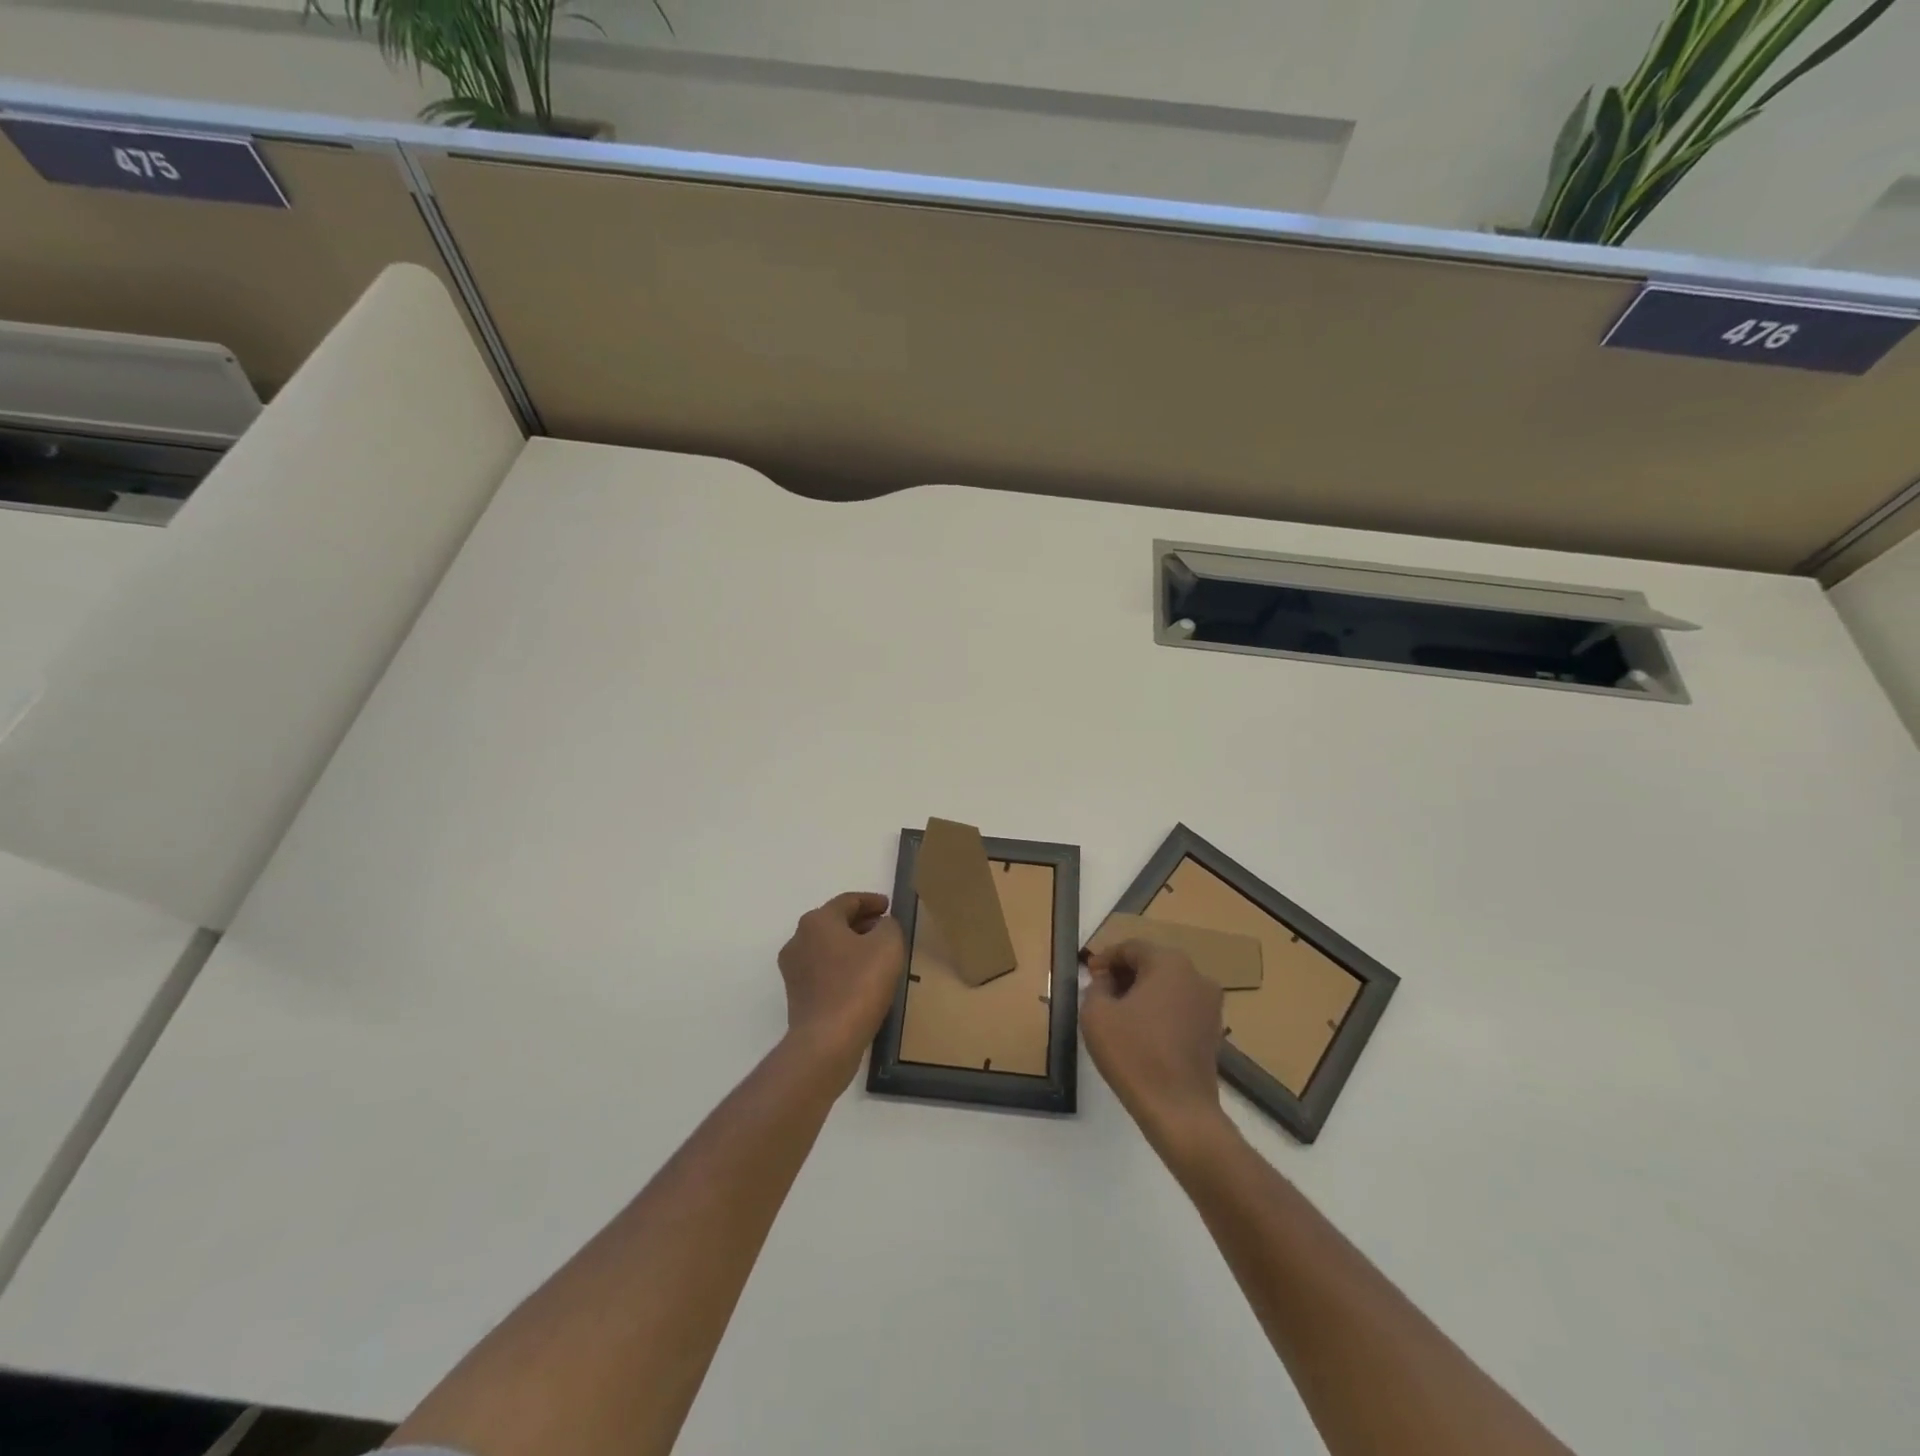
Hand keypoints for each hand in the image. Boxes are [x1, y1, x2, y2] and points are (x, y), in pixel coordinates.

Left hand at [778, 892, 905, 1074]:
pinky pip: (823, 970)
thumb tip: (881, 926)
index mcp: (818, 921)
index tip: (889, 907)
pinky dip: (842, 967)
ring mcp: (793, 969)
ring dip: (851, 946)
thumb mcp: (888, 945)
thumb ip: (888, 926)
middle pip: (834, 922)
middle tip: (885, 929)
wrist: (826, 1041)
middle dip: (861, 923)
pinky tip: (861, 980)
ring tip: (876, 955)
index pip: (848, 901)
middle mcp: (799, 939)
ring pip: (827, 947)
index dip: (872, 901)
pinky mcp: (796, 995)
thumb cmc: (859, 984)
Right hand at [1081, 939, 1227, 1148]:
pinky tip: (1141, 1030)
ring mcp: (1210, 1004)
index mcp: (1169, 963)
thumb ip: (1096, 987)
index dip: (1106, 958)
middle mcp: (1196, 976)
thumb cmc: (1134, 1054)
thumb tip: (1107, 981)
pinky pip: (1180, 1006)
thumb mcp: (1096, 1014)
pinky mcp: (1213, 1029)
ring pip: (1168, 985)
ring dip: (1142, 991)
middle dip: (1124, 973)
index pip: (1131, 948)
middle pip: (1152, 962)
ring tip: (1118, 1011)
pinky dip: (1159, 1009)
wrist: (1179, 1110)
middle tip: (1100, 990)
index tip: (1089, 974)